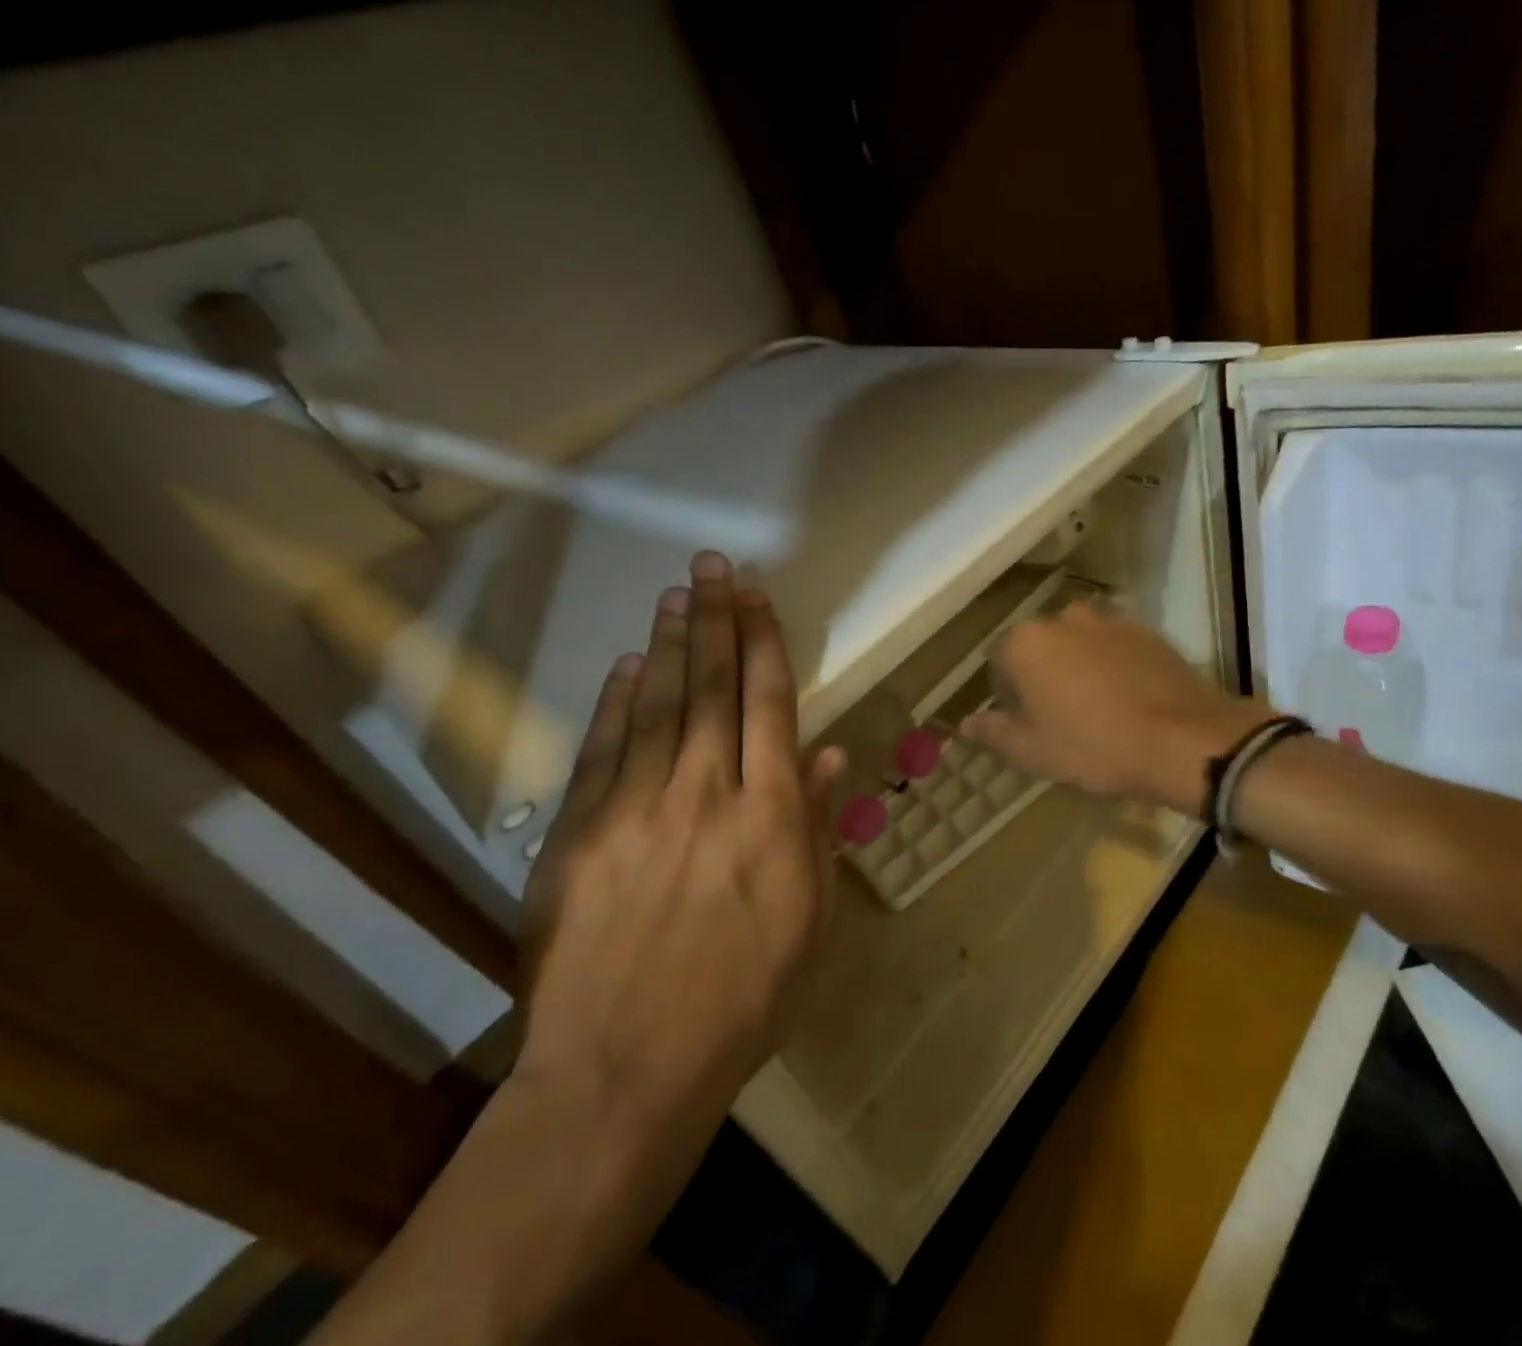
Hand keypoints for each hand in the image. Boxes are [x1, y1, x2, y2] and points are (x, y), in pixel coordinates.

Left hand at [518, 552, 842, 1117]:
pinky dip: (616, 704)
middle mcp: (705, 793)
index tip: (758, 595)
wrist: (624, 1070)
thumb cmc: (742, 1000)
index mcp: (769, 814)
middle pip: (713, 688)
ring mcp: (635, 809)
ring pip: (659, 706)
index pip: (770, 704)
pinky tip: (628, 667)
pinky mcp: (577, 834)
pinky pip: (602, 752)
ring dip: (670, 646)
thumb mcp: (808, 921)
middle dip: (716, 620)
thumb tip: (826, 757)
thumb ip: (816, 829)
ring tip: (677, 595)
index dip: (764, 642)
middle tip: (713, 567)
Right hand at [961, 600, 1275, 817]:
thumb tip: (965, 723)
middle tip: (1058, 716)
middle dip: (1041, 674)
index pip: (997, 661)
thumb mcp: (1032, 751)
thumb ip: (992, 732)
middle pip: (1037, 646)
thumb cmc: (1093, 746)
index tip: (1025, 722)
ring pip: (1076, 643)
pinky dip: (1110, 664)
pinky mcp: (1145, 629)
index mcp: (1025, 642)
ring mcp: (1108, 619)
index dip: (1006, 694)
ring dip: (1076, 666)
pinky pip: (1112, 645)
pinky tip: (1126, 697)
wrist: (1182, 738)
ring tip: (1096, 706)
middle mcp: (1062, 617)